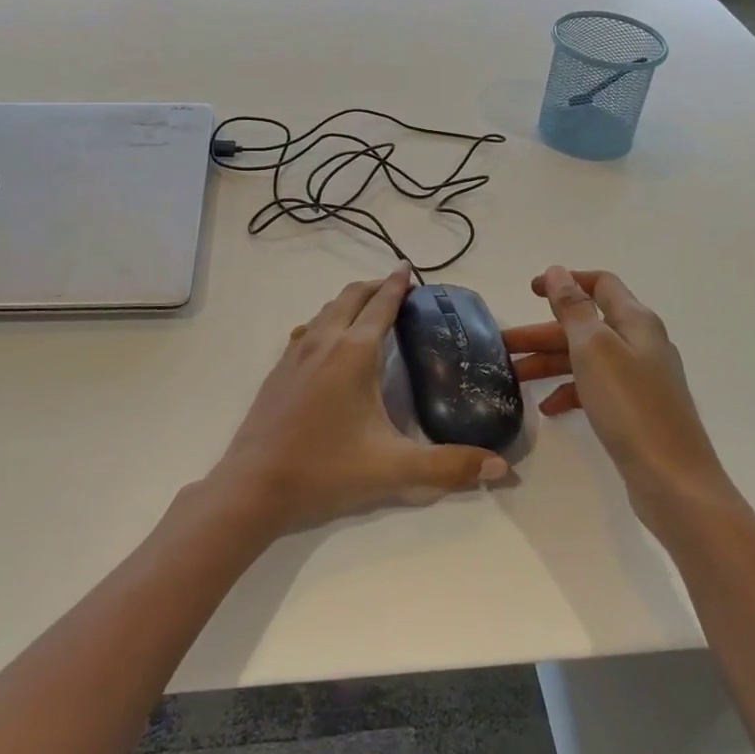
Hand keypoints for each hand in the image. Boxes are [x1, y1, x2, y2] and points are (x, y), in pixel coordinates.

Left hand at [209, 265, 510, 535]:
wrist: (254, 485)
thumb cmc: (326, 470)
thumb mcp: (394, 470)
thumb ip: (450, 467)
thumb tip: (501, 467)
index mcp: (353, 352)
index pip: (380, 305)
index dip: (397, 284)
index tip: (408, 268)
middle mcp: (324, 341)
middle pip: (350, 297)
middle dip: (374, 286)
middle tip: (396, 287)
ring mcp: (296, 352)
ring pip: (326, 310)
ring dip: (349, 301)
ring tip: (368, 309)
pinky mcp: (279, 369)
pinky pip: (309, 328)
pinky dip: (327, 320)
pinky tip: (330, 342)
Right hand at [504, 266, 727, 502]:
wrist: (675, 484)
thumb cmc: (631, 407)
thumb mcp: (594, 349)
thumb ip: (573, 308)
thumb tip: (557, 271)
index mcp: (636, 322)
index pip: (600, 284)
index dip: (565, 281)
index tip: (529, 291)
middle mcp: (641, 344)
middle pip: (586, 324)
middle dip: (544, 331)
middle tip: (504, 345)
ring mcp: (640, 379)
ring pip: (586, 358)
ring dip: (550, 362)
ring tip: (515, 377)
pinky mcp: (636, 411)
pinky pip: (595, 388)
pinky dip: (570, 391)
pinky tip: (548, 408)